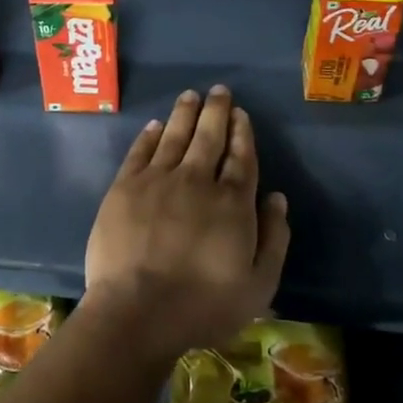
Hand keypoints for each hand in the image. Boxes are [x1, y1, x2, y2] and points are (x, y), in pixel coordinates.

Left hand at [83, 86, 289, 364]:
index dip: (242, 133)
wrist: (137, 312)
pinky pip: (140, 151)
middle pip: (209, 136)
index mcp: (232, 202)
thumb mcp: (259, 285)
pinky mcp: (125, 187)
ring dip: (185, 113)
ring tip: (191, 95)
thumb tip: (277, 198)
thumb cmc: (203, 306)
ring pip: (175, 136)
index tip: (241, 114)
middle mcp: (197, 181)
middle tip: (219, 90)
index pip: (241, 157)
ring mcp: (158, 180)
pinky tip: (156, 125)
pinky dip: (150, 135)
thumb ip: (274, 239)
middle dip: (217, 111)